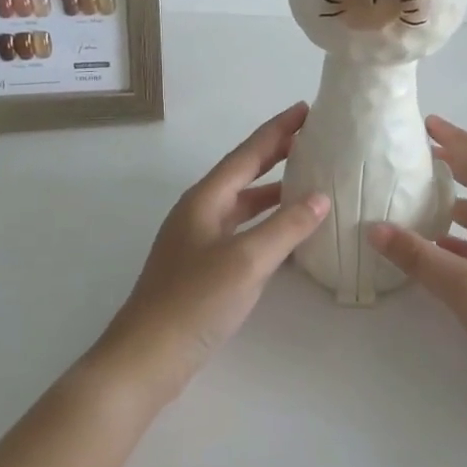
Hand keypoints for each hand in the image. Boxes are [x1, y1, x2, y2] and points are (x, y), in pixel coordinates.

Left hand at [89, 102, 329, 406]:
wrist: (146, 358)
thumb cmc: (194, 302)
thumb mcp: (246, 261)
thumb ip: (285, 227)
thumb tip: (321, 197)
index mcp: (205, 199)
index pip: (248, 153)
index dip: (278, 130)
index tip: (306, 109)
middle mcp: (200, 211)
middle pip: (244, 172)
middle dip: (277, 152)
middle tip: (312, 136)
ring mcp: (199, 240)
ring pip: (243, 203)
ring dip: (274, 189)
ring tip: (309, 179)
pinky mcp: (203, 267)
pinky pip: (242, 230)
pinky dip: (267, 223)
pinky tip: (288, 233)